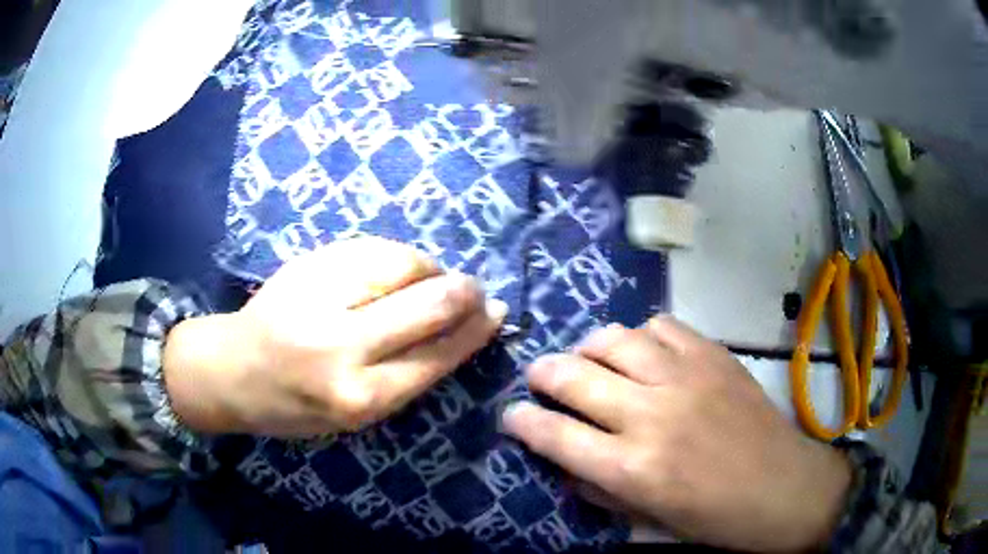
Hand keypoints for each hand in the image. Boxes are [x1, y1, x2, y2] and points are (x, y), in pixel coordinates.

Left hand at [164, 237, 507, 436]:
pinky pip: (372, 248)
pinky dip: (398, 257)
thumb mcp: (356, 415)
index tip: (496, 313)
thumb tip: (459, 331)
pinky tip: (399, 268)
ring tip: (433, 279)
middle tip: (476, 290)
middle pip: (428, 304)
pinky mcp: (306, 264)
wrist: (231, 371)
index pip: (437, 355)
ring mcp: (320, 297)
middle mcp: (341, 347)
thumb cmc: (295, 407)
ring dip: (430, 270)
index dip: (474, 331)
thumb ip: (405, 375)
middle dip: (463, 292)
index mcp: (359, 397)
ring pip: (402, 265)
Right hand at [502, 317, 851, 551]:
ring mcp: (685, 377)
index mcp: (633, 468)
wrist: (786, 488)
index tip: (512, 415)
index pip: (555, 434)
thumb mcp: (650, 521)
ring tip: (589, 360)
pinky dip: (642, 336)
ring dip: (589, 349)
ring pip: (614, 339)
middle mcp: (652, 415)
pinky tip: (645, 353)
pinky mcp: (714, 356)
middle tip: (539, 378)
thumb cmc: (717, 519)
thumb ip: (603, 490)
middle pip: (575, 376)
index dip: (522, 422)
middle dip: (543, 374)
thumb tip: (569, 464)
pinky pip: (662, 326)